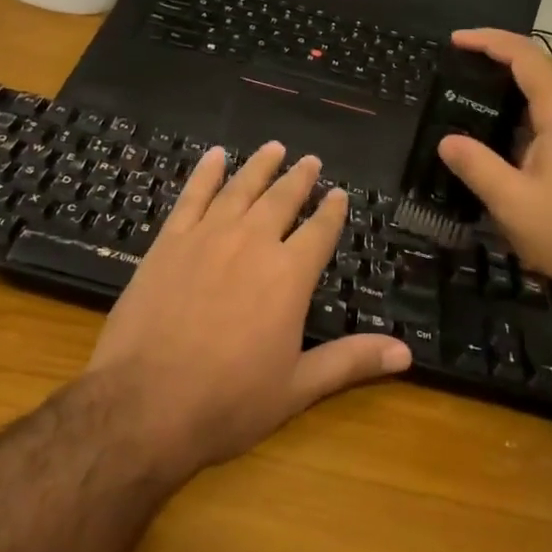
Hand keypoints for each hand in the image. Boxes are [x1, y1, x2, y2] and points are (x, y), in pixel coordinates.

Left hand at [87, 142, 410, 478]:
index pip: (320, 231)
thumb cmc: (228, 401)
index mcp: (289, 275)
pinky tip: (214, 157)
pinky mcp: (169, 242)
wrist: (143, 403)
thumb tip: (407, 353)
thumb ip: (351, 361)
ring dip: (259, 166)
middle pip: (282, 200)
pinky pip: (192, 196)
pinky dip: (206, 174)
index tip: (340, 194)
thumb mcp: (297, 388)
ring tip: (274, 148)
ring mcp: (207, 237)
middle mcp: (253, 244)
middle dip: (300, 179)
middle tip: (311, 161)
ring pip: (241, 189)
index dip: (332, 211)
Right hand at [436, 29, 551, 307]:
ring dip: (510, 93)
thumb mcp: (512, 202)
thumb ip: (476, 167)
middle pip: (538, 73)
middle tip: (456, 72)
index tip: (455, 41)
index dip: (490, 41)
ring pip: (546, 100)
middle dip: (496, 63)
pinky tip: (504, 144)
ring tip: (472, 104)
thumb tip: (446, 140)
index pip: (525, 58)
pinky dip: (522, 119)